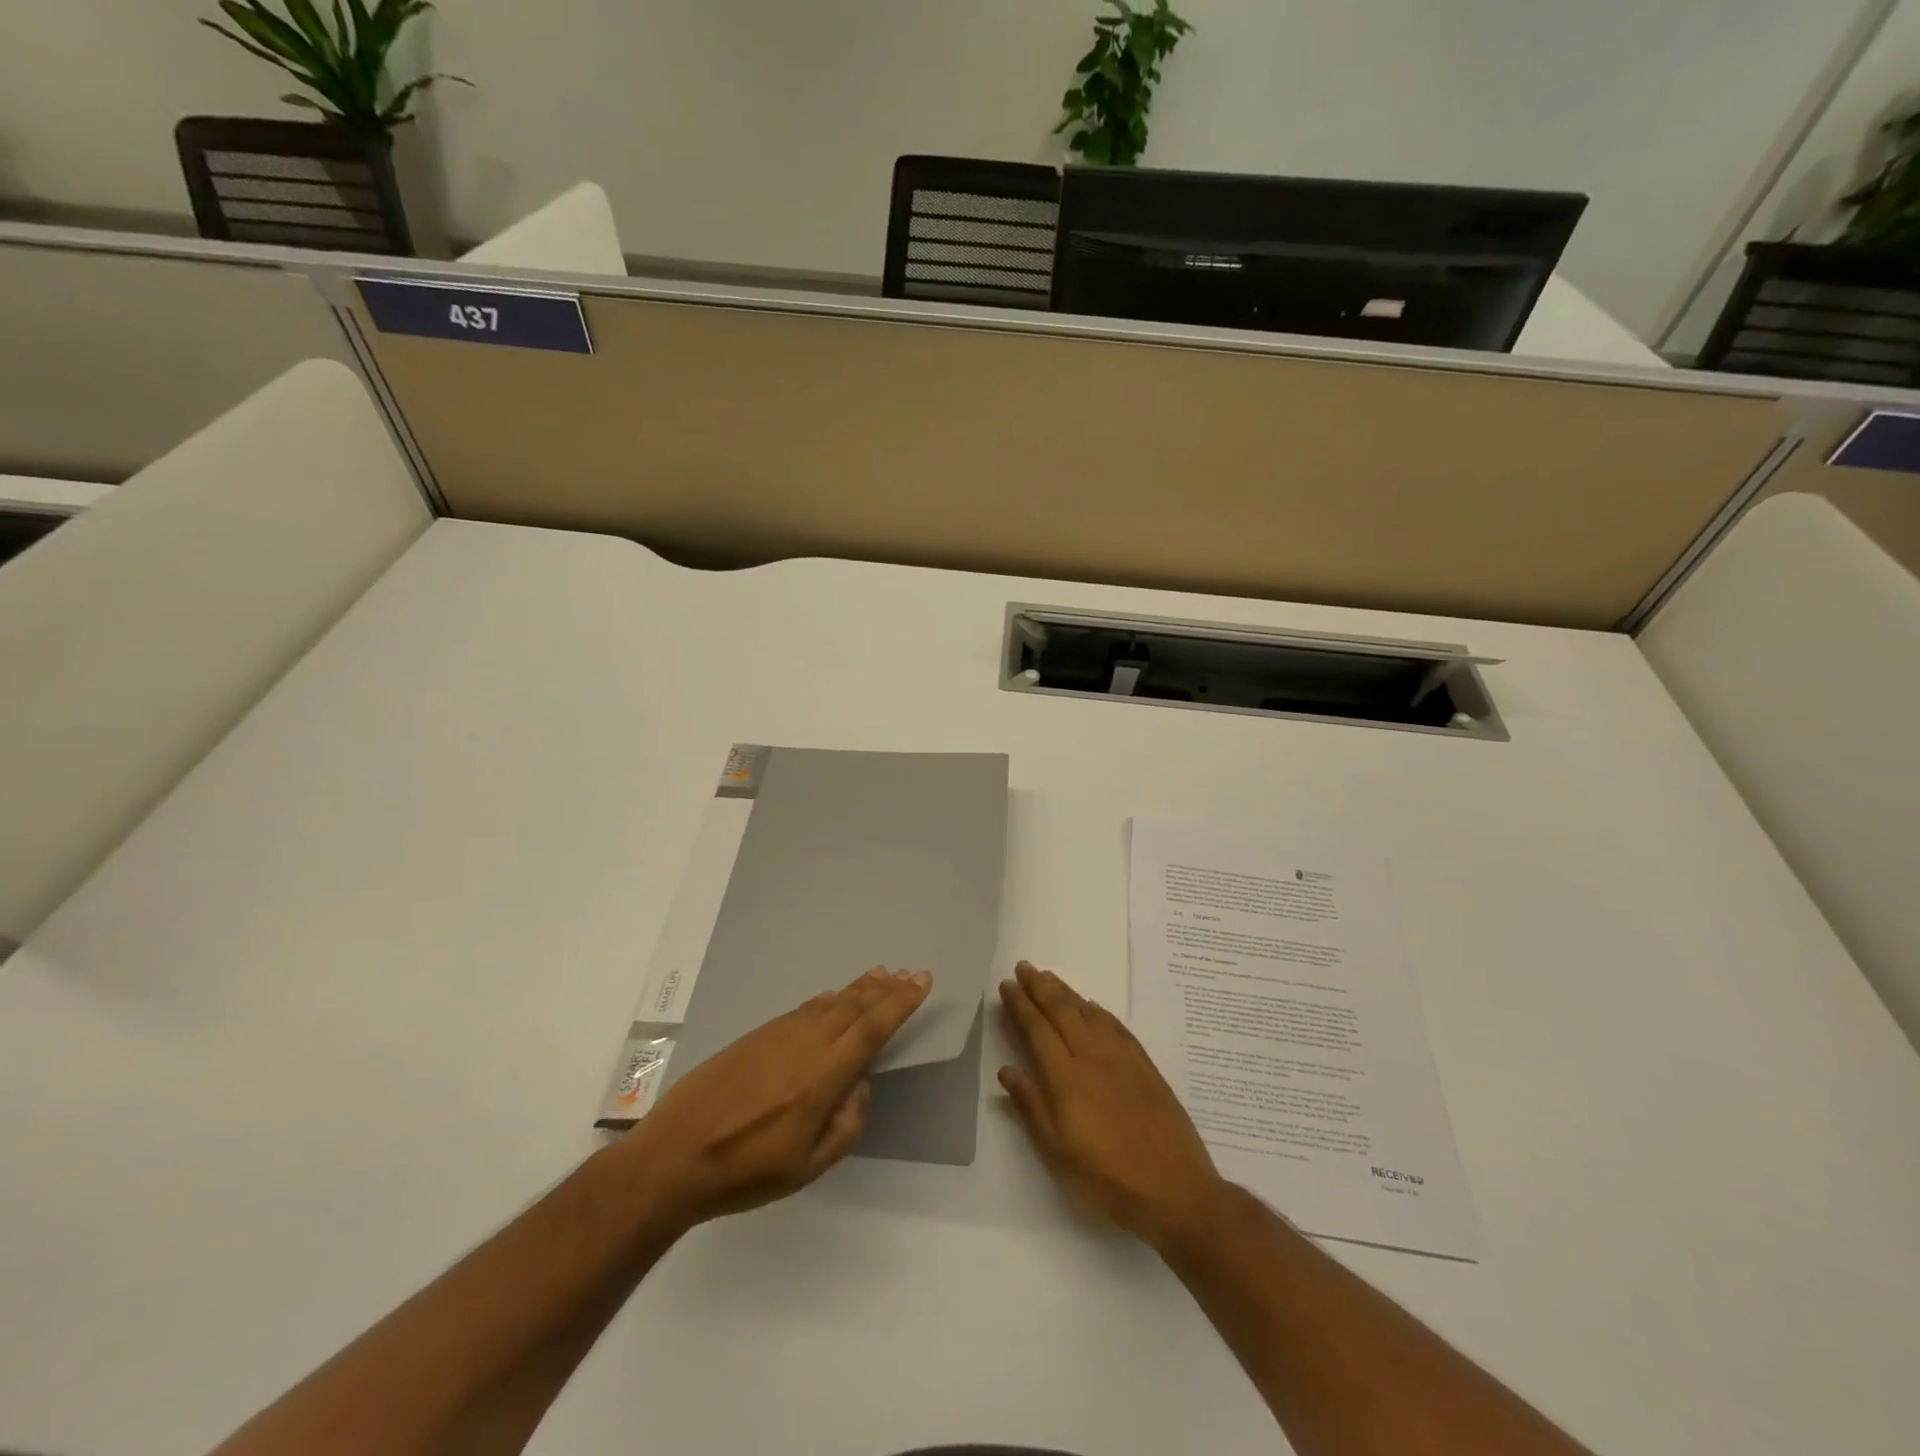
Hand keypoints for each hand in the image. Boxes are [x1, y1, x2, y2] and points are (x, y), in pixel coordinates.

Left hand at [628, 965, 931, 1227]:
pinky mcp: (755, 1037)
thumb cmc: (746, 1172)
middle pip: (853, 1008)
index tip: (921, 980)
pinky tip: (830, 997)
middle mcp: (806, 1045)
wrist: (674, 1156)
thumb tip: (860, 1087)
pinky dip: (823, 1001)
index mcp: (824, 1077)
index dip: (900, 1003)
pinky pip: (801, 1010)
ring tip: (878, 975)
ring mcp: (778, 1036)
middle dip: (884, 990)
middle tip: (906, 972)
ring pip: (828, 1004)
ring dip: (856, 989)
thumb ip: (846, 1126)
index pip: (872, 1030)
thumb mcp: (807, 1167)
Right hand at [998, 960, 1222, 1249]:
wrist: (1175, 1190)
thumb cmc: (1108, 1180)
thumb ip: (1032, 1106)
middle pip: (1062, 1011)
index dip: (1020, 1005)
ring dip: (1066, 992)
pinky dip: (1098, 1010)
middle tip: (1024, 966)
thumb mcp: (1058, 1154)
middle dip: (1040, 987)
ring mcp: (1122, 1058)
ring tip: (1049, 977)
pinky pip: (1116, 1025)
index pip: (1037, 1030)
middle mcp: (1092, 1057)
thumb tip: (1007, 1069)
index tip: (1007, 985)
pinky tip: (1092, 1006)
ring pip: (1088, 1012)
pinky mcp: (1145, 1065)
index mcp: (1066, 1078)